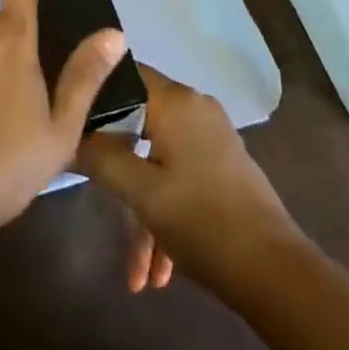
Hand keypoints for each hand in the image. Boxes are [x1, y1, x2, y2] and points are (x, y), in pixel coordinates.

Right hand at [75, 65, 300, 302]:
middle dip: (117, 170)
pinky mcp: (223, 166)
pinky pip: (181, 177)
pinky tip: (158, 271)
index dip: (94, 96)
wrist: (276, 272)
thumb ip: (102, 157)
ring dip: (143, 210)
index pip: (123, 75)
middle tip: (96, 198)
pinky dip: (166, 213)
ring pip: (159, 161)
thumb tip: (73, 135)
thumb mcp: (141, 193)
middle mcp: (195, 108)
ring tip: (136, 274)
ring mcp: (212, 138)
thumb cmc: (202, 221)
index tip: (72, 125)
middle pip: (139, 124)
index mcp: (175, 101)